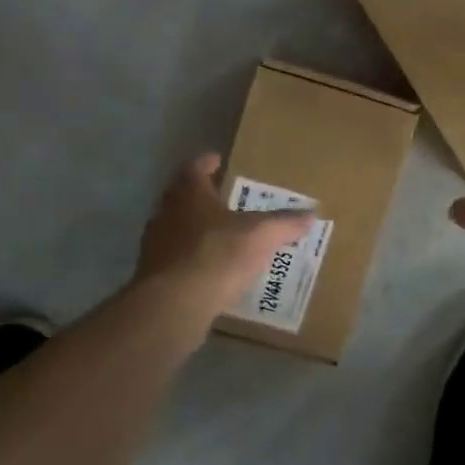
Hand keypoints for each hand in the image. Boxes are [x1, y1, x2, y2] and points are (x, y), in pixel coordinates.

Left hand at [135, 154, 314, 314]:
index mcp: (190, 194)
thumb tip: (311, 214)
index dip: (206, 163)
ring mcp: (155, 245)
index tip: (216, 160)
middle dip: (201, 196)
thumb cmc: (218, 254)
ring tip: (219, 236)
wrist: (175, 304)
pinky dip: (190, 259)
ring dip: (193, 229)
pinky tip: (208, 270)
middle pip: (181, 197)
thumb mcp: (262, 235)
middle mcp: (167, 213)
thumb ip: (286, 223)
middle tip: (222, 198)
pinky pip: (174, 259)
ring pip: (175, 228)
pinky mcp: (153, 275)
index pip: (195, 168)